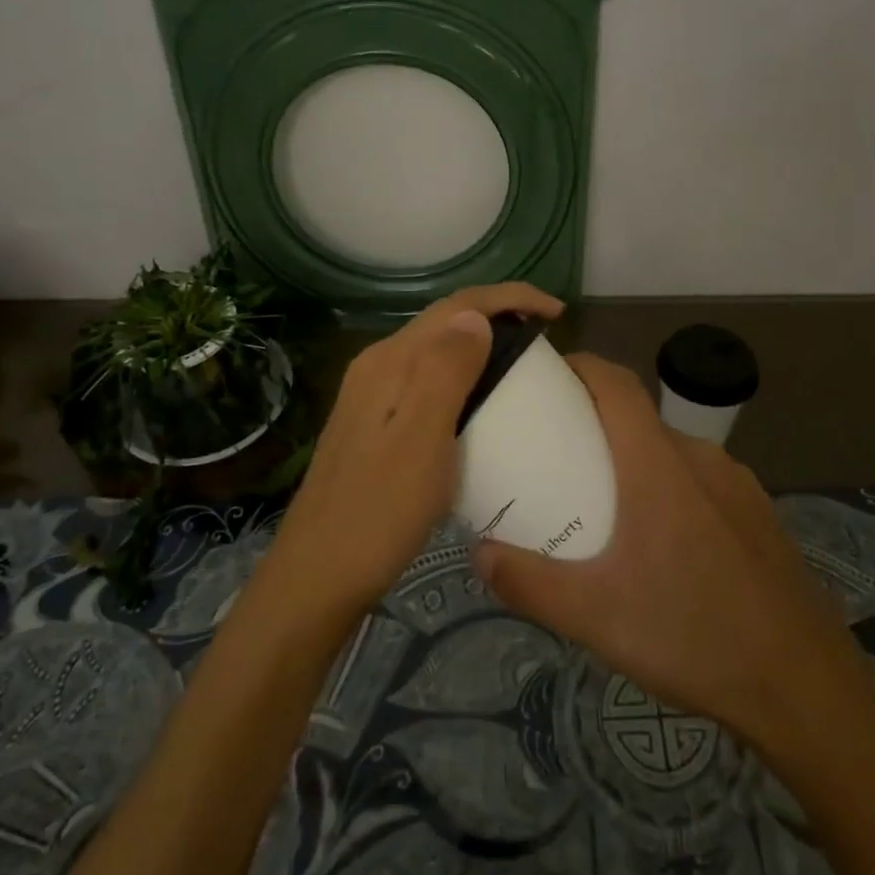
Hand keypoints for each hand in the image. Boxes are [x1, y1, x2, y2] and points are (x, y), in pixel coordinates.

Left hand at [270, 283, 564, 614]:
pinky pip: (427, 380)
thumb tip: (476, 316)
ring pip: (435, 350)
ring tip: (522, 365)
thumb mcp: (421, 439)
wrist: (318, 576)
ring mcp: (371, 395)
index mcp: (390, 361)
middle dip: (498, 315)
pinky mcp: (374, 423)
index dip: (509, 298)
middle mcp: (378, 366)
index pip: (457, 306)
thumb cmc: (379, 512)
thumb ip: (446, 370)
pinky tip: (480, 404)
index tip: (556, 313)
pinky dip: (463, 376)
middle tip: (545, 338)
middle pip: (445, 322)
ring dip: (480, 344)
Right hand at [472, 355, 866, 747]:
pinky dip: (670, 487)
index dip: (579, 366)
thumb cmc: (692, 635)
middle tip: (556, 457)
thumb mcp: (595, 617)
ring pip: (672, 451)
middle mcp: (700, 458)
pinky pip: (702, 481)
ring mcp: (737, 484)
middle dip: (595, 423)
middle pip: (639, 417)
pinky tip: (664, 545)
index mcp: (657, 464)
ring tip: (604, 505)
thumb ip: (530, 583)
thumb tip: (480, 555)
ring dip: (634, 459)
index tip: (544, 378)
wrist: (806, 688)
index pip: (615, 382)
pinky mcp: (760, 513)